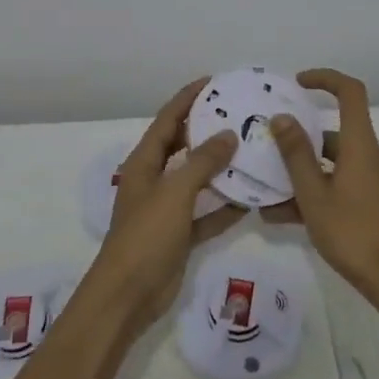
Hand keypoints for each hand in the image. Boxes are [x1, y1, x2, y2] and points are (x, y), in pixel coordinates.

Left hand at [85, 79, 247, 328]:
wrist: (127, 296)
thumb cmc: (146, 235)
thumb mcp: (175, 192)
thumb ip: (202, 162)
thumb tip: (228, 134)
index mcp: (144, 162)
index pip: (168, 120)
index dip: (187, 98)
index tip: (213, 82)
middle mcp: (154, 179)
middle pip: (182, 145)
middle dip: (207, 129)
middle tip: (239, 114)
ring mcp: (167, 208)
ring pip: (197, 179)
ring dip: (220, 168)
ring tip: (251, 150)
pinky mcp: (179, 235)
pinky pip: (206, 213)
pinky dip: (224, 207)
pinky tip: (251, 200)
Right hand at [270, 68, 378, 310]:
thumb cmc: (353, 233)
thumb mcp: (313, 194)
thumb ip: (295, 154)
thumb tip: (281, 117)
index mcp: (362, 144)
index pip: (350, 92)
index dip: (325, 79)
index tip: (298, 84)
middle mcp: (375, 154)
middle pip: (336, 134)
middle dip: (301, 144)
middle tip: (271, 154)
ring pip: (337, 164)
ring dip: (305, 175)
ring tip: (270, 196)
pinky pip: (345, 185)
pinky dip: (320, 192)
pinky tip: (287, 216)